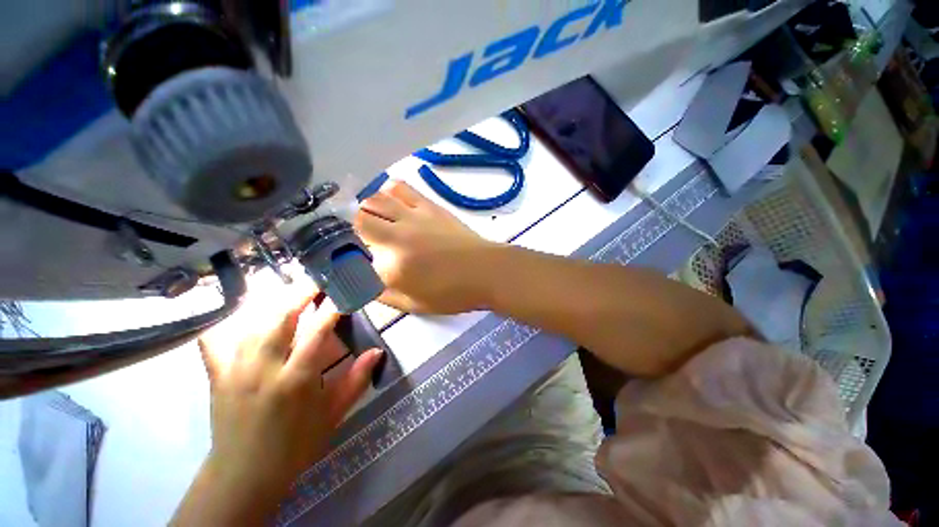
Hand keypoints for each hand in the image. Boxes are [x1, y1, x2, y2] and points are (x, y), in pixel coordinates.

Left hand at [172, 283, 381, 525]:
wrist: (245, 475)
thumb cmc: (296, 444)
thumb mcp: (333, 414)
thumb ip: (357, 379)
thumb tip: (377, 351)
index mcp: (296, 379)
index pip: (317, 331)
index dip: (332, 308)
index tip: (343, 294)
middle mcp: (263, 369)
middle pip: (280, 319)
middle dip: (300, 294)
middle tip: (316, 281)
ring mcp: (235, 370)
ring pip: (251, 323)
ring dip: (272, 302)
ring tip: (289, 290)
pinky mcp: (217, 376)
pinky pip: (215, 341)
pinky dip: (224, 322)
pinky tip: (236, 312)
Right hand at [354, 181, 497, 313]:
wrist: (486, 271)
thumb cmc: (453, 293)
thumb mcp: (414, 305)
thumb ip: (383, 294)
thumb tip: (363, 281)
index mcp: (391, 266)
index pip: (351, 256)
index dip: (342, 257)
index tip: (344, 260)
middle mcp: (396, 236)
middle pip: (356, 219)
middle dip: (350, 228)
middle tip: (357, 238)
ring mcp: (412, 216)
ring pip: (374, 199)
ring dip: (366, 209)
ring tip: (372, 220)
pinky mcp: (428, 206)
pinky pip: (400, 187)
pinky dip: (388, 192)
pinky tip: (390, 202)